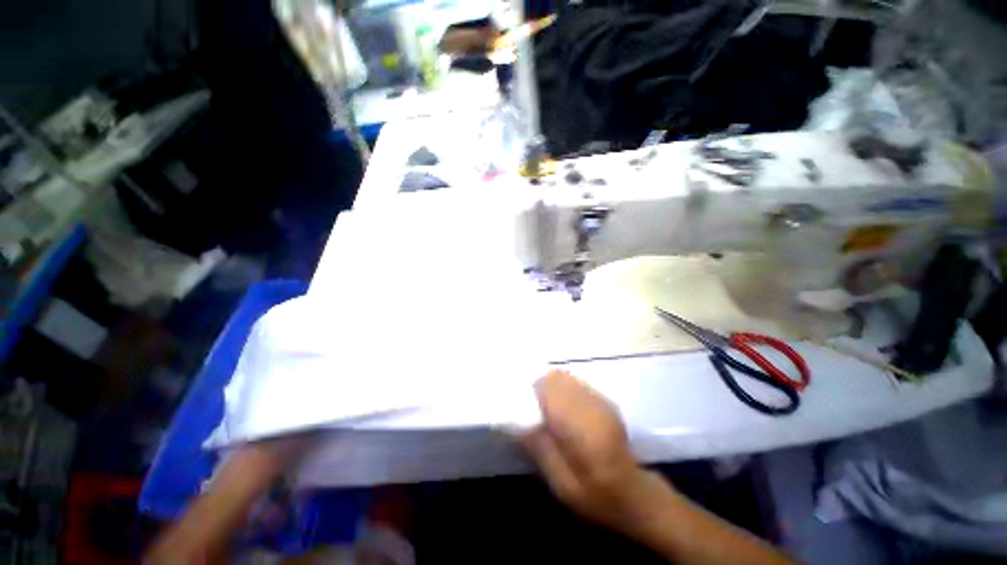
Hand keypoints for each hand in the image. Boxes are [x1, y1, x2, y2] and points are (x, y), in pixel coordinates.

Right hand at [521, 370, 665, 533]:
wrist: (635, 494)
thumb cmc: (597, 496)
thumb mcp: (562, 485)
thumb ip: (540, 449)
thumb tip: (518, 422)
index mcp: (580, 426)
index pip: (548, 389)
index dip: (532, 394)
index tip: (524, 408)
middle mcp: (590, 405)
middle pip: (556, 378)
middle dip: (540, 389)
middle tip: (534, 411)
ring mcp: (600, 400)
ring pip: (566, 377)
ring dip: (552, 388)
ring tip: (548, 411)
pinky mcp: (604, 401)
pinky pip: (576, 383)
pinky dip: (564, 390)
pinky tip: (565, 412)